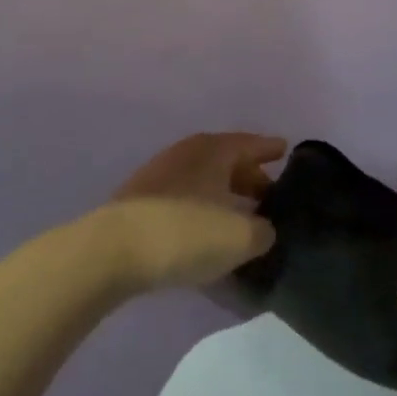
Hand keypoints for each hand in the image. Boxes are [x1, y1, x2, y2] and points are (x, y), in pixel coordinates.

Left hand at [95, 132, 285, 292]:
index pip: (250, 143)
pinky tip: (206, 233)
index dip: (270, 148)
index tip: (286, 150)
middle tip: (269, 195)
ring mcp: (158, 177)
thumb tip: (263, 230)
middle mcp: (186, 154)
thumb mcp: (241, 237)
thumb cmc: (186, 233)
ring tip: (240, 217)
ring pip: (203, 181)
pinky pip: (183, 200)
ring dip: (223, 195)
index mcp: (214, 150)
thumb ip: (263, 231)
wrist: (111, 252)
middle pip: (226, 161)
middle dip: (249, 176)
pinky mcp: (139, 204)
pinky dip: (200, 211)